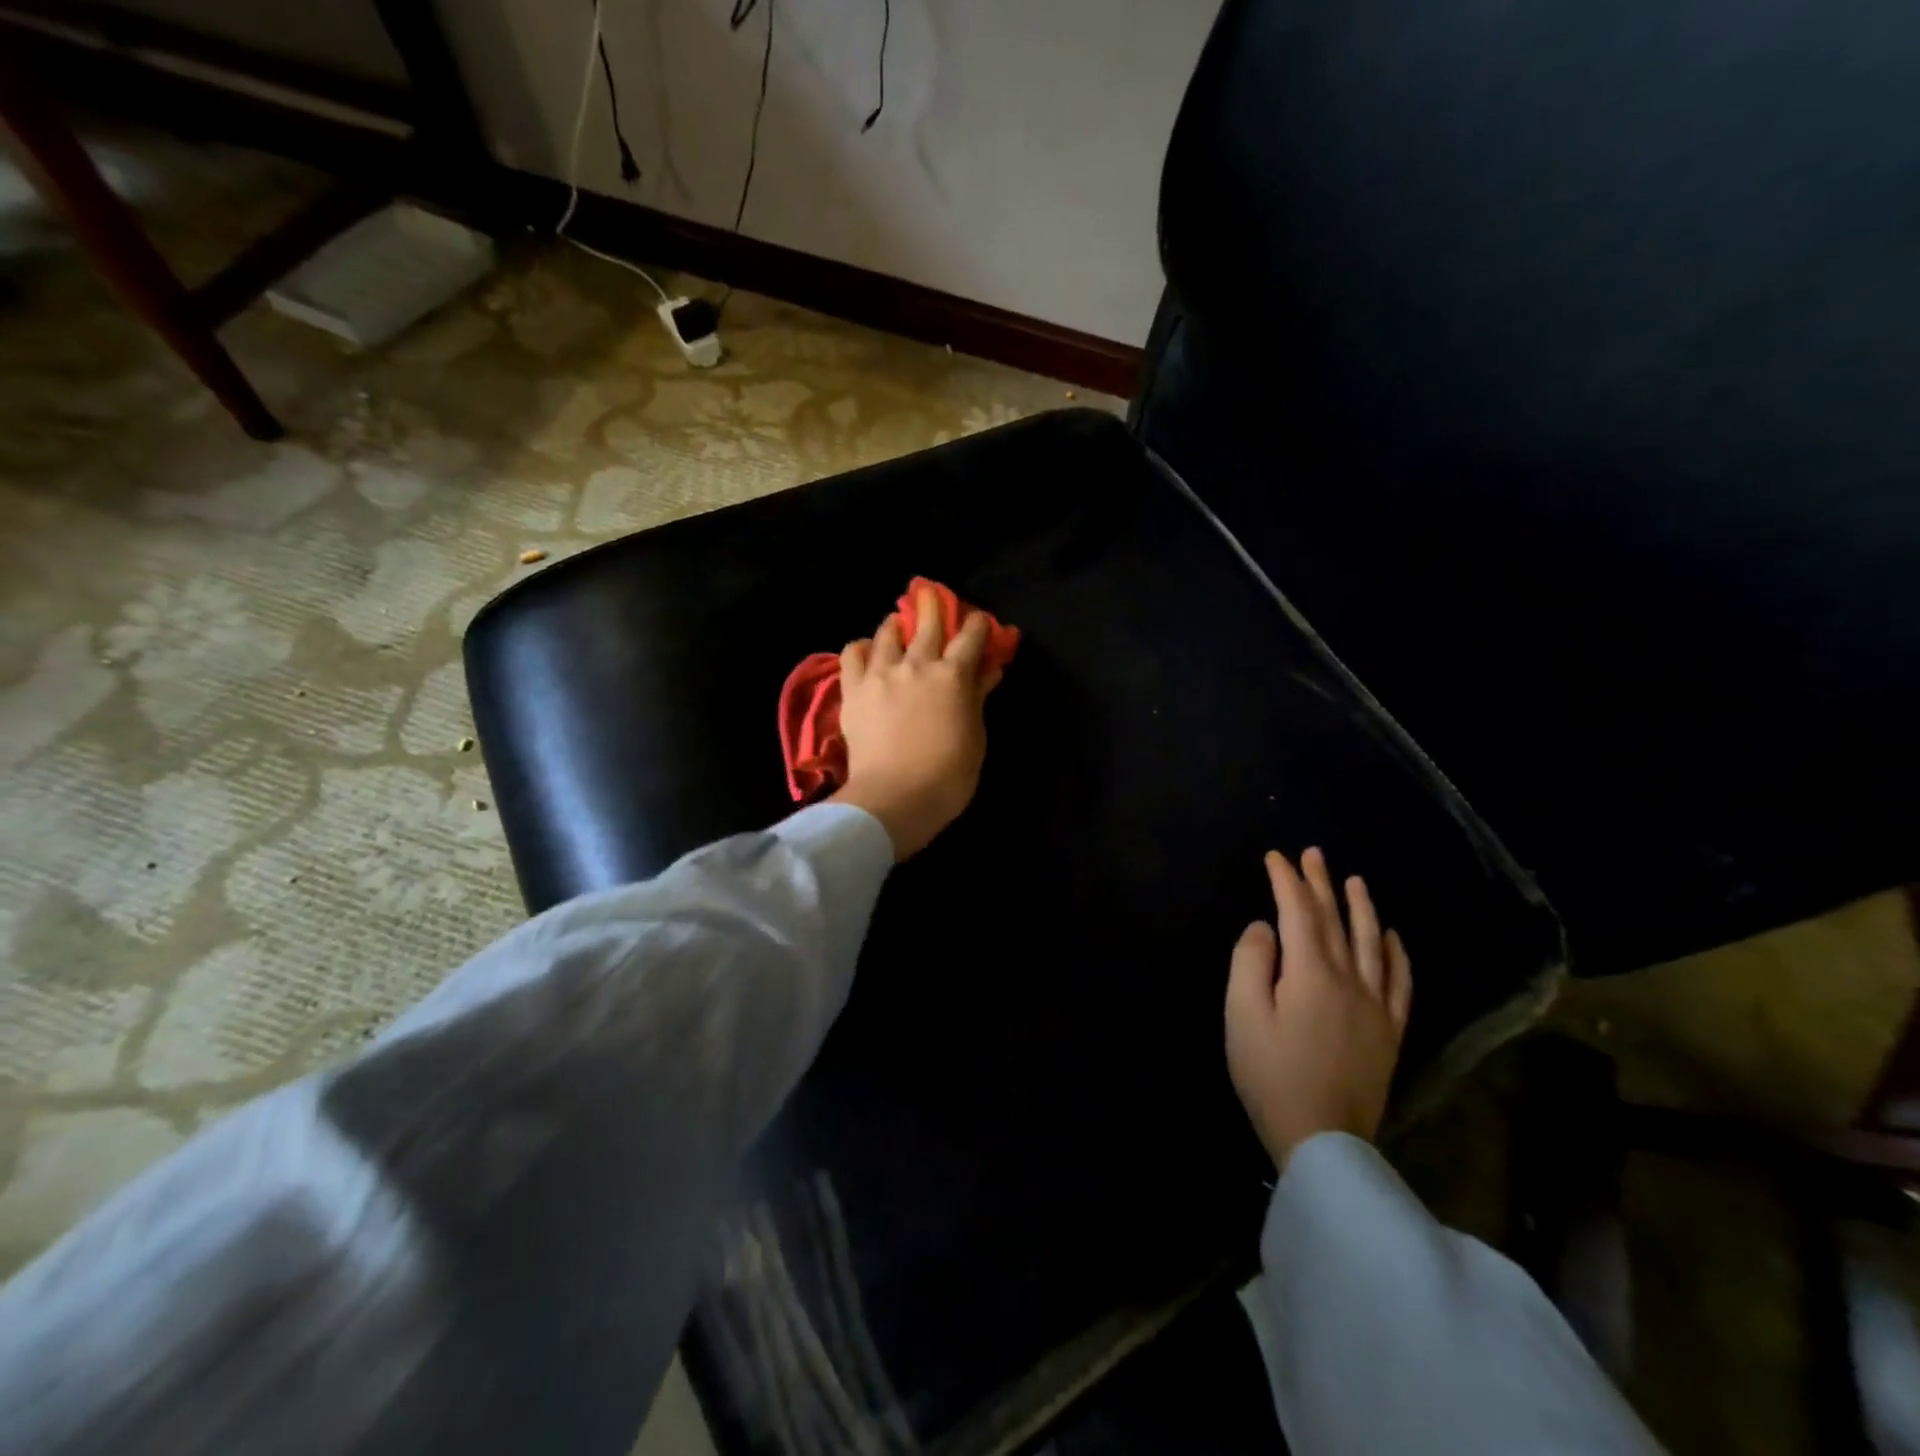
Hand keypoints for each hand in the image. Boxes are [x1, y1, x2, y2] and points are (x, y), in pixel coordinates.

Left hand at [828, 585, 1005, 858]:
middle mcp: (916, 664)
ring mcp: (881, 674)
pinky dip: (862, 647)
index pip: (970, 637)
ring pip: (887, 632)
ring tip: (898, 625)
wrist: (893, 798)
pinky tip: (868, 652)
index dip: (979, 625)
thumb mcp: (975, 738)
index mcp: (953, 676)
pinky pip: (852, 654)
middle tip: (933, 596)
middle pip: (927, 621)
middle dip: (934, 605)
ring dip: (896, 624)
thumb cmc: (947, 776)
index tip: (981, 622)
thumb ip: (978, 698)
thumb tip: (988, 671)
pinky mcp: (853, 690)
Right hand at [1225, 847, 1412, 1169]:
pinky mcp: (1389, 1032)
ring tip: (1355, 881)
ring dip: (1362, 908)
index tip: (1275, 857)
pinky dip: (1398, 955)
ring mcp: (1376, 1006)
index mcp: (1311, 973)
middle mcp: (1350, 979)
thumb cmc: (1271, 1074)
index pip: (1299, 913)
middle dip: (1321, 884)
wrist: (1323, 1139)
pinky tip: (1393, 939)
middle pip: (1336, 921)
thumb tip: (1265, 928)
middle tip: (1313, 854)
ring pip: (1373, 944)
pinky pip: (1400, 983)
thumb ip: (1250, 962)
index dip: (1287, 881)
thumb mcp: (1242, 1015)